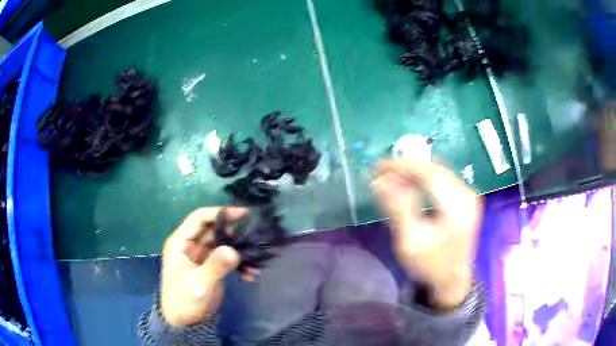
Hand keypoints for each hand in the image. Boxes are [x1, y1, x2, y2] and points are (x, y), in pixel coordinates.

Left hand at [160, 207, 247, 326]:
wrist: (184, 323)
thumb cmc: (185, 301)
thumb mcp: (199, 284)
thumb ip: (215, 266)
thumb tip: (234, 250)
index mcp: (180, 243)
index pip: (200, 219)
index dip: (220, 213)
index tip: (243, 213)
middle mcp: (190, 246)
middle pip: (213, 230)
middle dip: (234, 231)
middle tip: (254, 235)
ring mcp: (201, 257)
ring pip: (222, 244)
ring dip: (238, 249)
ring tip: (256, 255)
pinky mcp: (210, 268)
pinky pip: (226, 259)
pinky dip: (238, 264)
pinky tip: (250, 274)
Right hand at [372, 159, 481, 309]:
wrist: (451, 281)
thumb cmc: (430, 265)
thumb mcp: (410, 241)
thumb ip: (397, 208)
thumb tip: (379, 181)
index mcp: (458, 207)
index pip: (429, 173)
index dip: (403, 165)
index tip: (379, 166)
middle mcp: (467, 195)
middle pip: (434, 169)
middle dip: (406, 167)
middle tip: (381, 172)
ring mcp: (468, 195)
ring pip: (438, 172)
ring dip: (414, 172)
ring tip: (391, 177)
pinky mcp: (465, 199)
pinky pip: (442, 179)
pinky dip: (423, 179)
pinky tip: (409, 184)